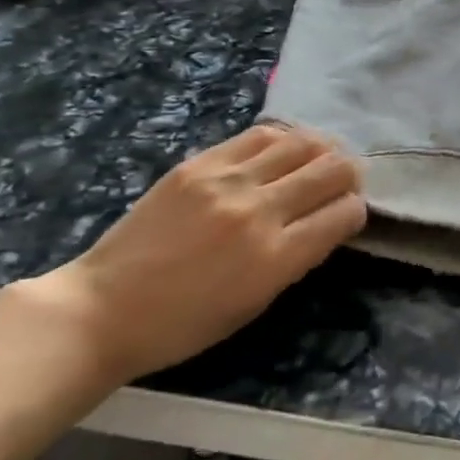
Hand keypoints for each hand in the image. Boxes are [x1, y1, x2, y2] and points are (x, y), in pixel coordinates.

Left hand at [17, 125, 365, 386]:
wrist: (103, 308)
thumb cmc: (184, 324)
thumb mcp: (256, 303)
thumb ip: (296, 257)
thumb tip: (325, 221)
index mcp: (275, 258)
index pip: (345, 213)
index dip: (357, 211)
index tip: (347, 216)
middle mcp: (258, 211)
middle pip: (332, 169)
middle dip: (350, 174)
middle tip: (344, 182)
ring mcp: (227, 181)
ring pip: (302, 142)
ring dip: (322, 150)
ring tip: (318, 160)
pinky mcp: (199, 163)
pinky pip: (260, 135)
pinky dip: (284, 140)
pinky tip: (283, 151)